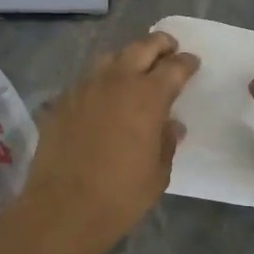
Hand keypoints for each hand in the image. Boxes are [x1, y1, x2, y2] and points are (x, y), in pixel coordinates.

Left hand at [9, 31, 199, 253]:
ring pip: (110, 57)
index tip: (192, 63)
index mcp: (147, 96)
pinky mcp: (62, 101)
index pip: (174, 67)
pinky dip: (101, 80)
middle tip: (169, 48)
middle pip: (142, 47)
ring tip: (135, 68)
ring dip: (127, 57)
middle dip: (159, 44)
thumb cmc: (121, 195)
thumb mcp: (158, 173)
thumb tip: (171, 125)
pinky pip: (86, 79)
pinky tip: (103, 95)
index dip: (186, 63)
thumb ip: (166, 142)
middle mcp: (116, 81)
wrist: (63, 209)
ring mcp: (85, 88)